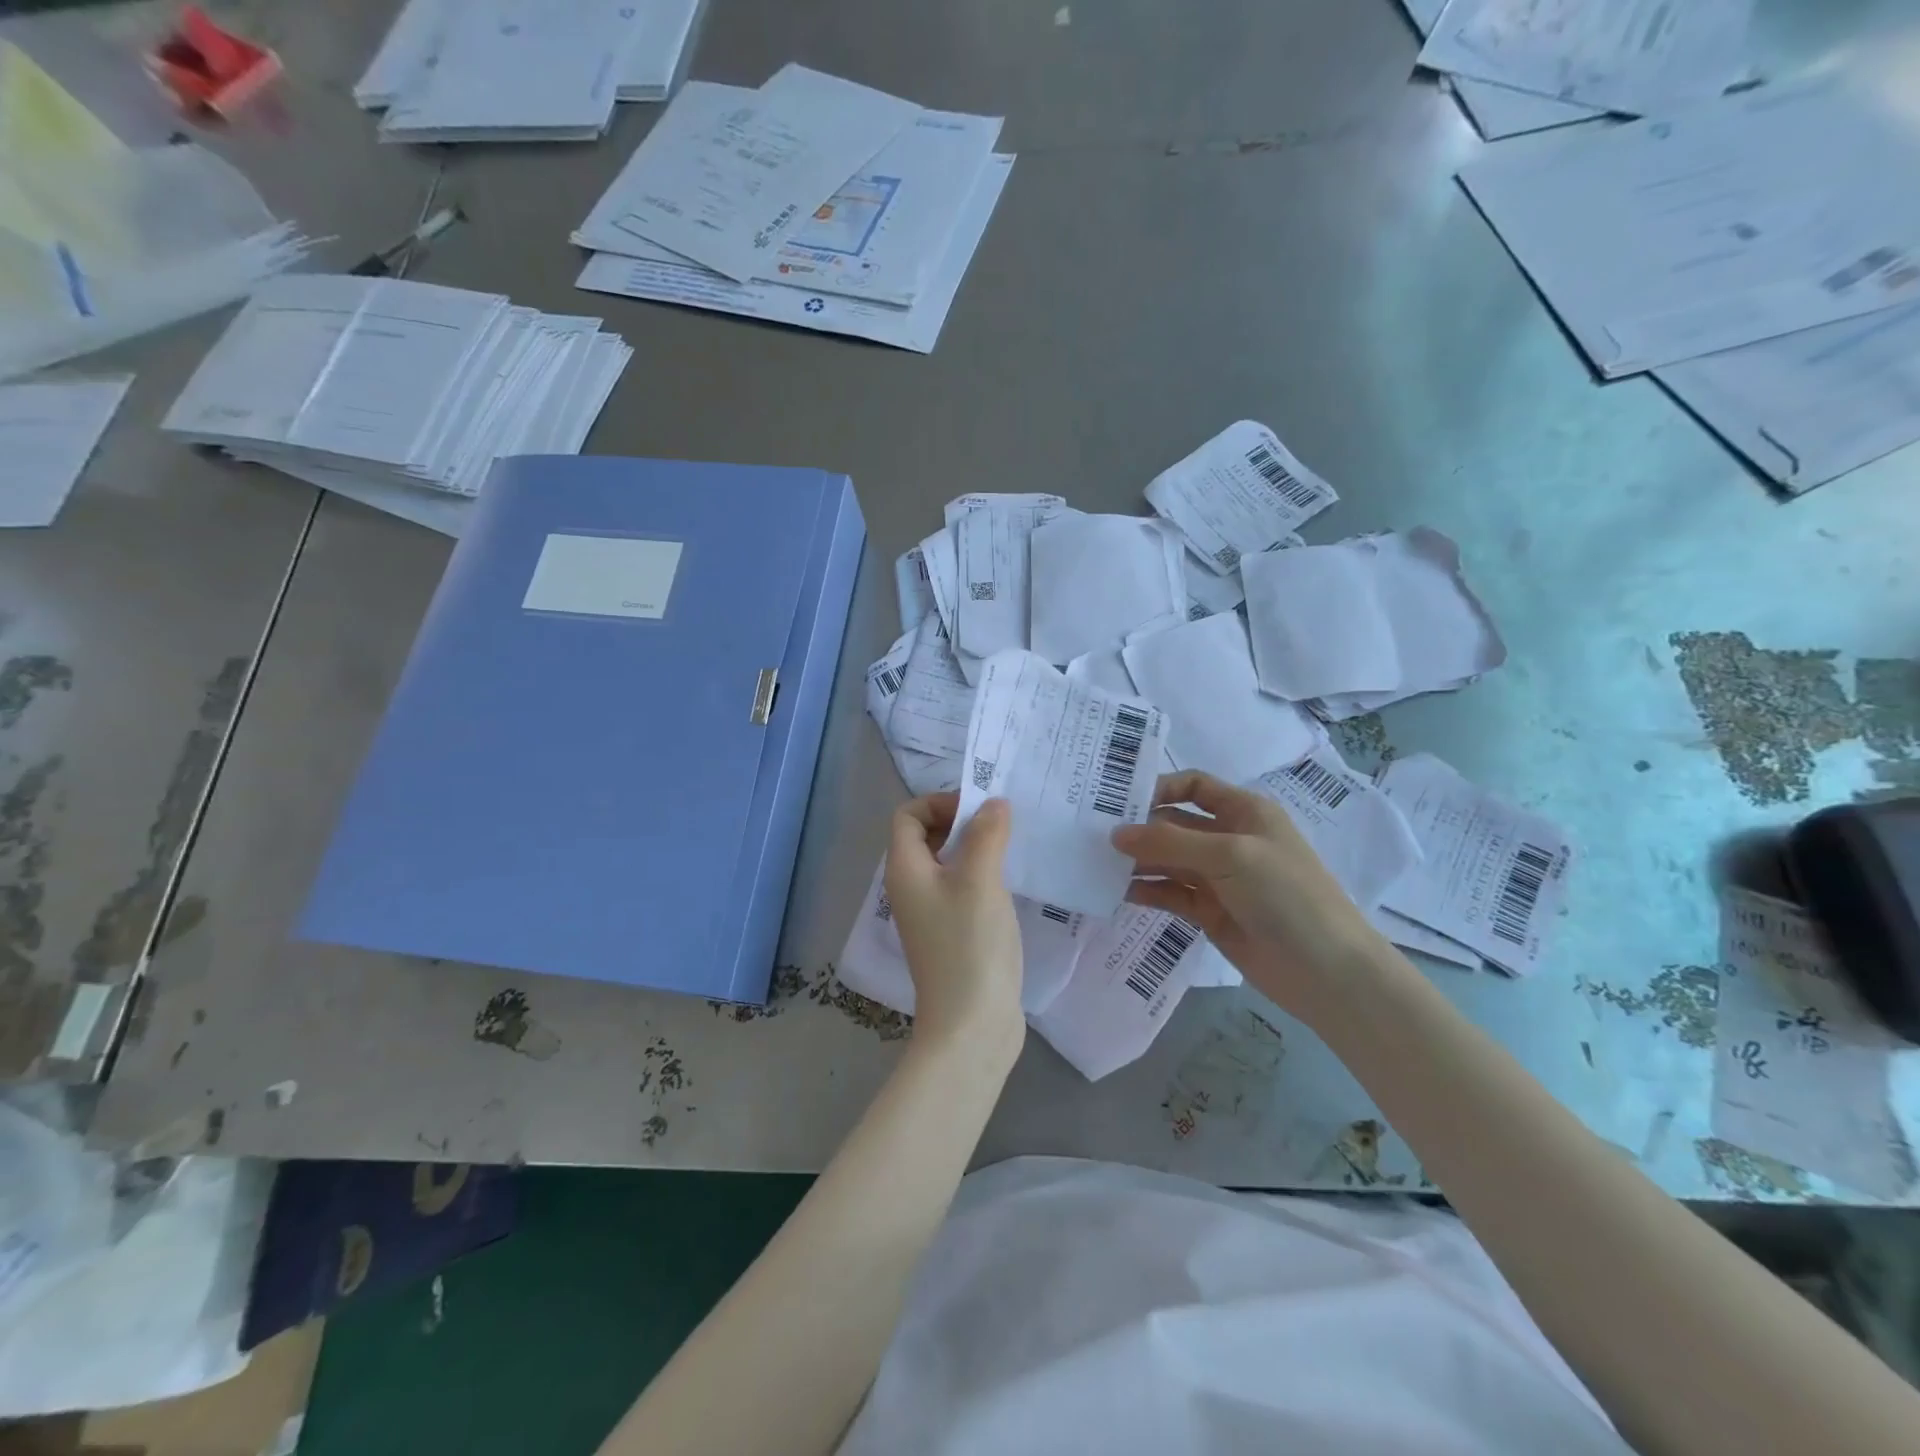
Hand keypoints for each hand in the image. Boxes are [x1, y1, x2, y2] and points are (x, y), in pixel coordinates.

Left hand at [884, 793, 1025, 1054]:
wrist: (971, 1025)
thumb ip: (986, 834)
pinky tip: (1013, 881)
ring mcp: (931, 914)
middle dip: (961, 821)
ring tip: (1013, 846)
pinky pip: (962, 888)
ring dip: (976, 848)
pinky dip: (982, 875)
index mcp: (905, 869)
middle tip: (1003, 822)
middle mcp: (911, 888)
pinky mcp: (952, 933)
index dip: (939, 802)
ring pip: (948, 863)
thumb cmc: (970, 944)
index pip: (908, 815)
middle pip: (926, 837)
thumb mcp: (980, 879)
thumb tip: (993, 803)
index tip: (980, 809)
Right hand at [1112, 771, 1396, 1020]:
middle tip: (1091, 835)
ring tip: (1096, 865)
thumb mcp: (1230, 856)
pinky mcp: (1209, 912)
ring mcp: (1219, 878)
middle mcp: (1229, 839)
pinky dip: (1146, 891)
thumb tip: (1115, 834)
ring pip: (1168, 860)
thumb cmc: (1286, 895)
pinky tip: (1117, 893)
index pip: (1194, 786)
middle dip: (1139, 828)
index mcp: (1244, 811)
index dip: (1159, 788)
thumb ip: (1170, 842)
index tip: (1118, 800)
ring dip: (1137, 861)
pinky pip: (1170, 894)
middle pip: (1174, 823)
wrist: (1328, 971)